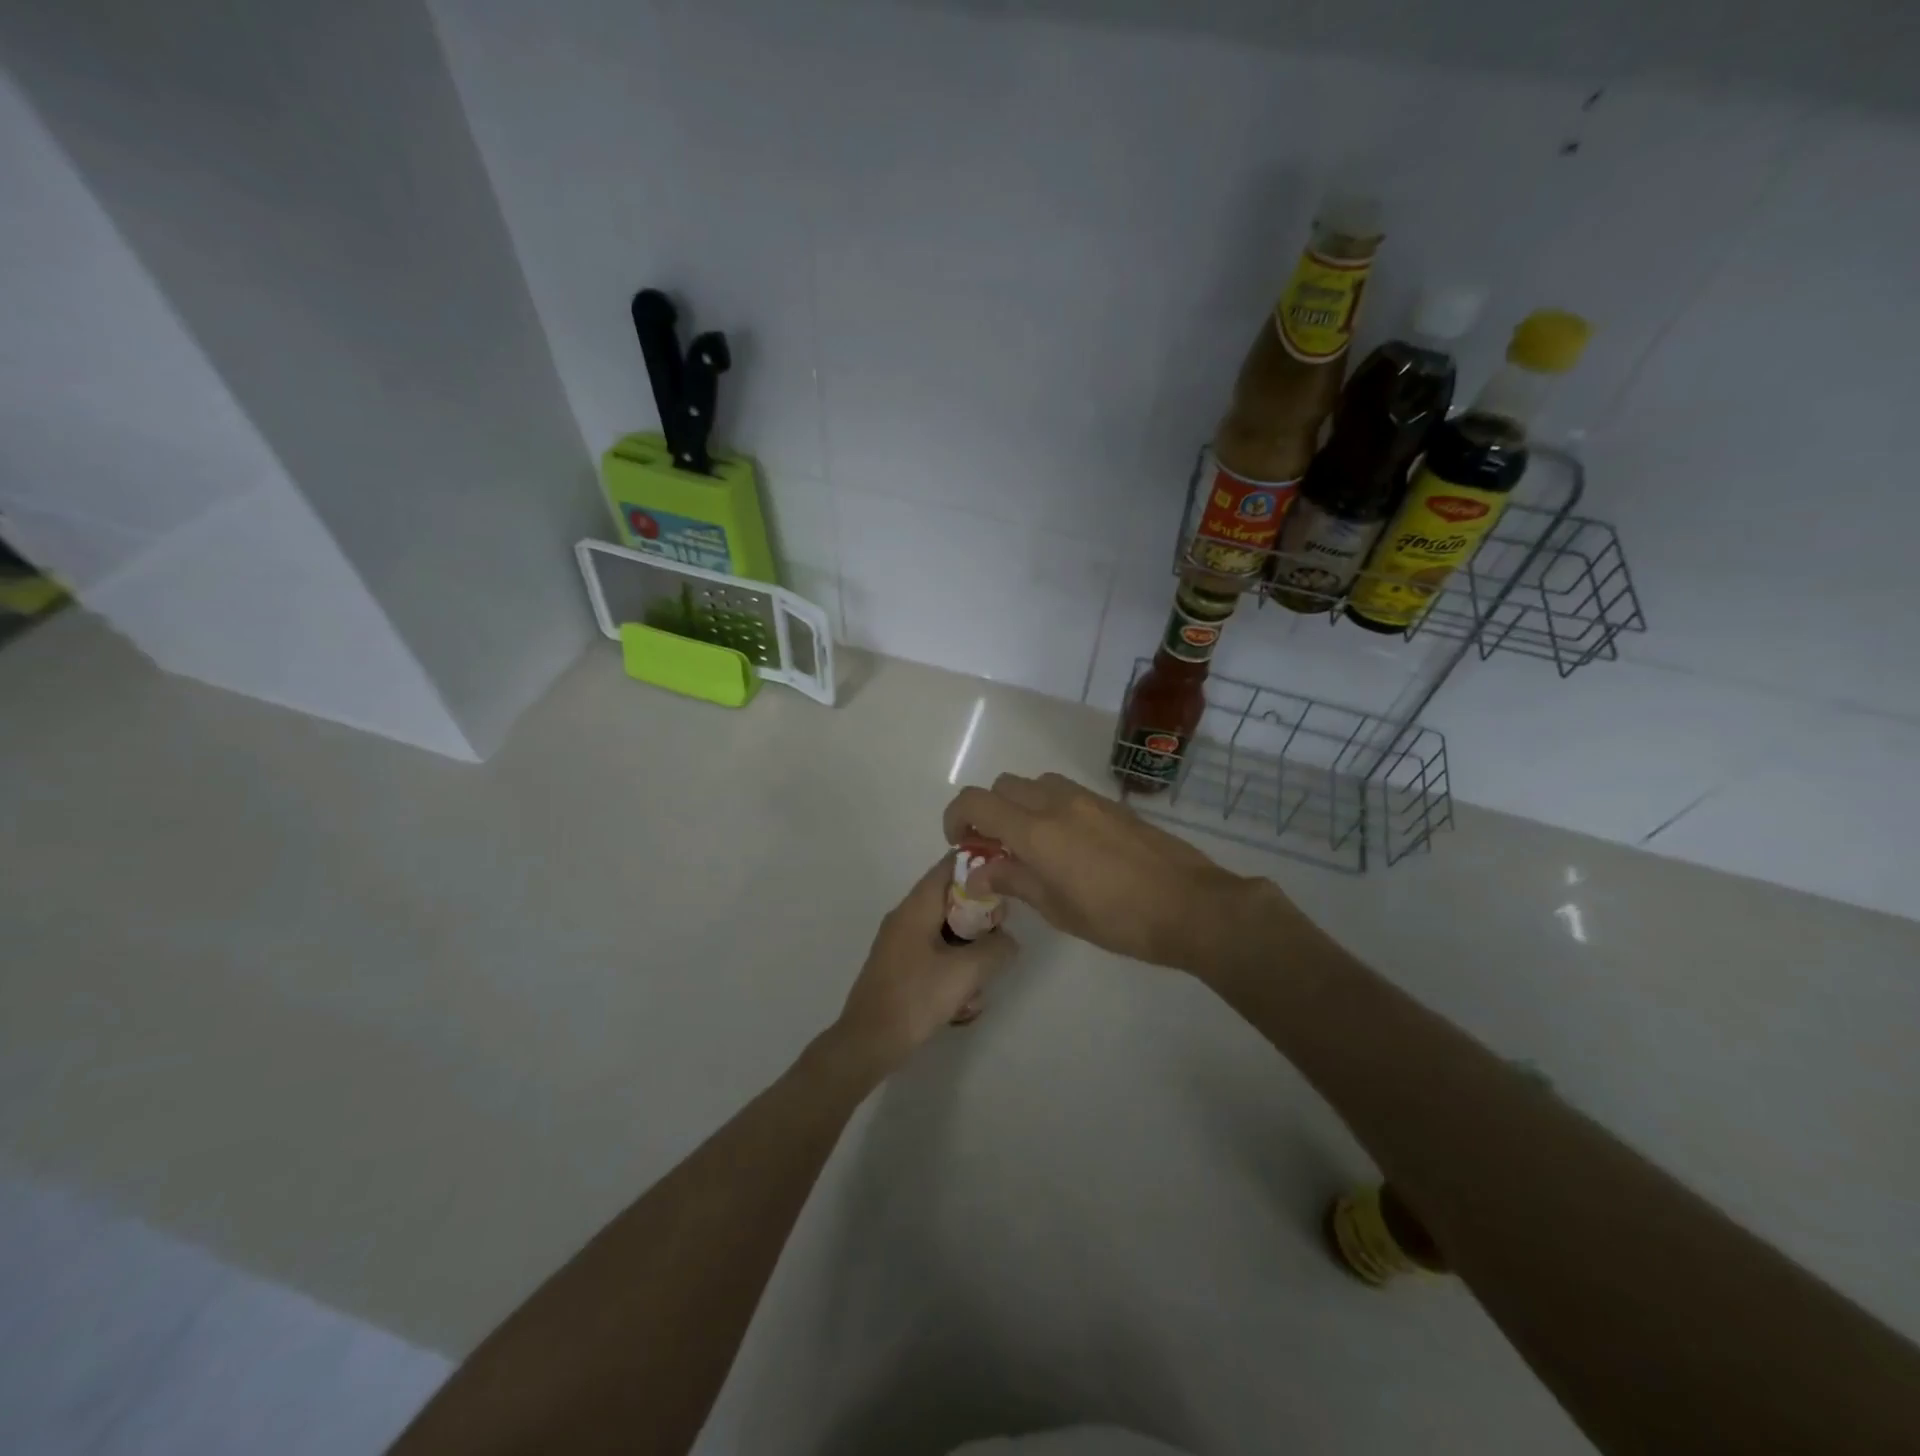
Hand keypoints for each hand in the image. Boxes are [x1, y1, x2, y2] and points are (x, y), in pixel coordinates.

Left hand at [828, 858, 1018, 1076]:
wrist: (868, 1042)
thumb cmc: (916, 998)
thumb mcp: (966, 972)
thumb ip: (996, 948)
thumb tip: (1008, 940)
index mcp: (916, 907)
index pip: (949, 866)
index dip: (979, 866)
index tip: (1007, 880)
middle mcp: (906, 917)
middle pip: (951, 899)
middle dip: (979, 917)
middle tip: (999, 940)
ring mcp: (900, 943)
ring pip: (945, 930)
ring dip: (969, 949)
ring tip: (981, 978)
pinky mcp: (900, 967)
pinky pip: (934, 954)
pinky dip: (953, 967)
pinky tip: (963, 1001)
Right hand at [942, 772, 1278, 977]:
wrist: (1191, 905)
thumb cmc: (1119, 918)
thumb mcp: (1058, 909)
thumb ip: (1014, 882)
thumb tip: (980, 873)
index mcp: (1037, 831)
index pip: (976, 802)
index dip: (956, 818)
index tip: (961, 844)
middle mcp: (1057, 803)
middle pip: (1003, 786)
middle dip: (988, 811)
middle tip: (995, 848)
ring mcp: (1088, 799)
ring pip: (1036, 783)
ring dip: (1021, 805)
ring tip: (1032, 845)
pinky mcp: (1112, 804)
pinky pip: (1066, 792)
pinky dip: (1050, 807)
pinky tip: (1068, 845)